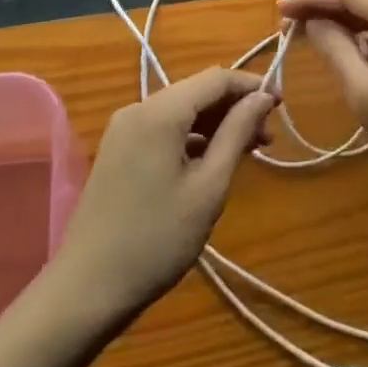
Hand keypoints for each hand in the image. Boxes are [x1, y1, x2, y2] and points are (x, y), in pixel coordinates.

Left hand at [52, 69, 276, 318]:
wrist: (87, 288)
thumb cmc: (156, 239)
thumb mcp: (208, 187)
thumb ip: (237, 134)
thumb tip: (262, 97)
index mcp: (160, 112)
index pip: (216, 78)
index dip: (251, 86)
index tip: (281, 105)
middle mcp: (138, 108)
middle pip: (197, 91)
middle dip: (235, 107)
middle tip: (268, 137)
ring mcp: (124, 129)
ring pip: (181, 110)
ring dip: (216, 123)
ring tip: (249, 150)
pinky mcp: (119, 149)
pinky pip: (164, 128)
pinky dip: (192, 136)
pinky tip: (212, 160)